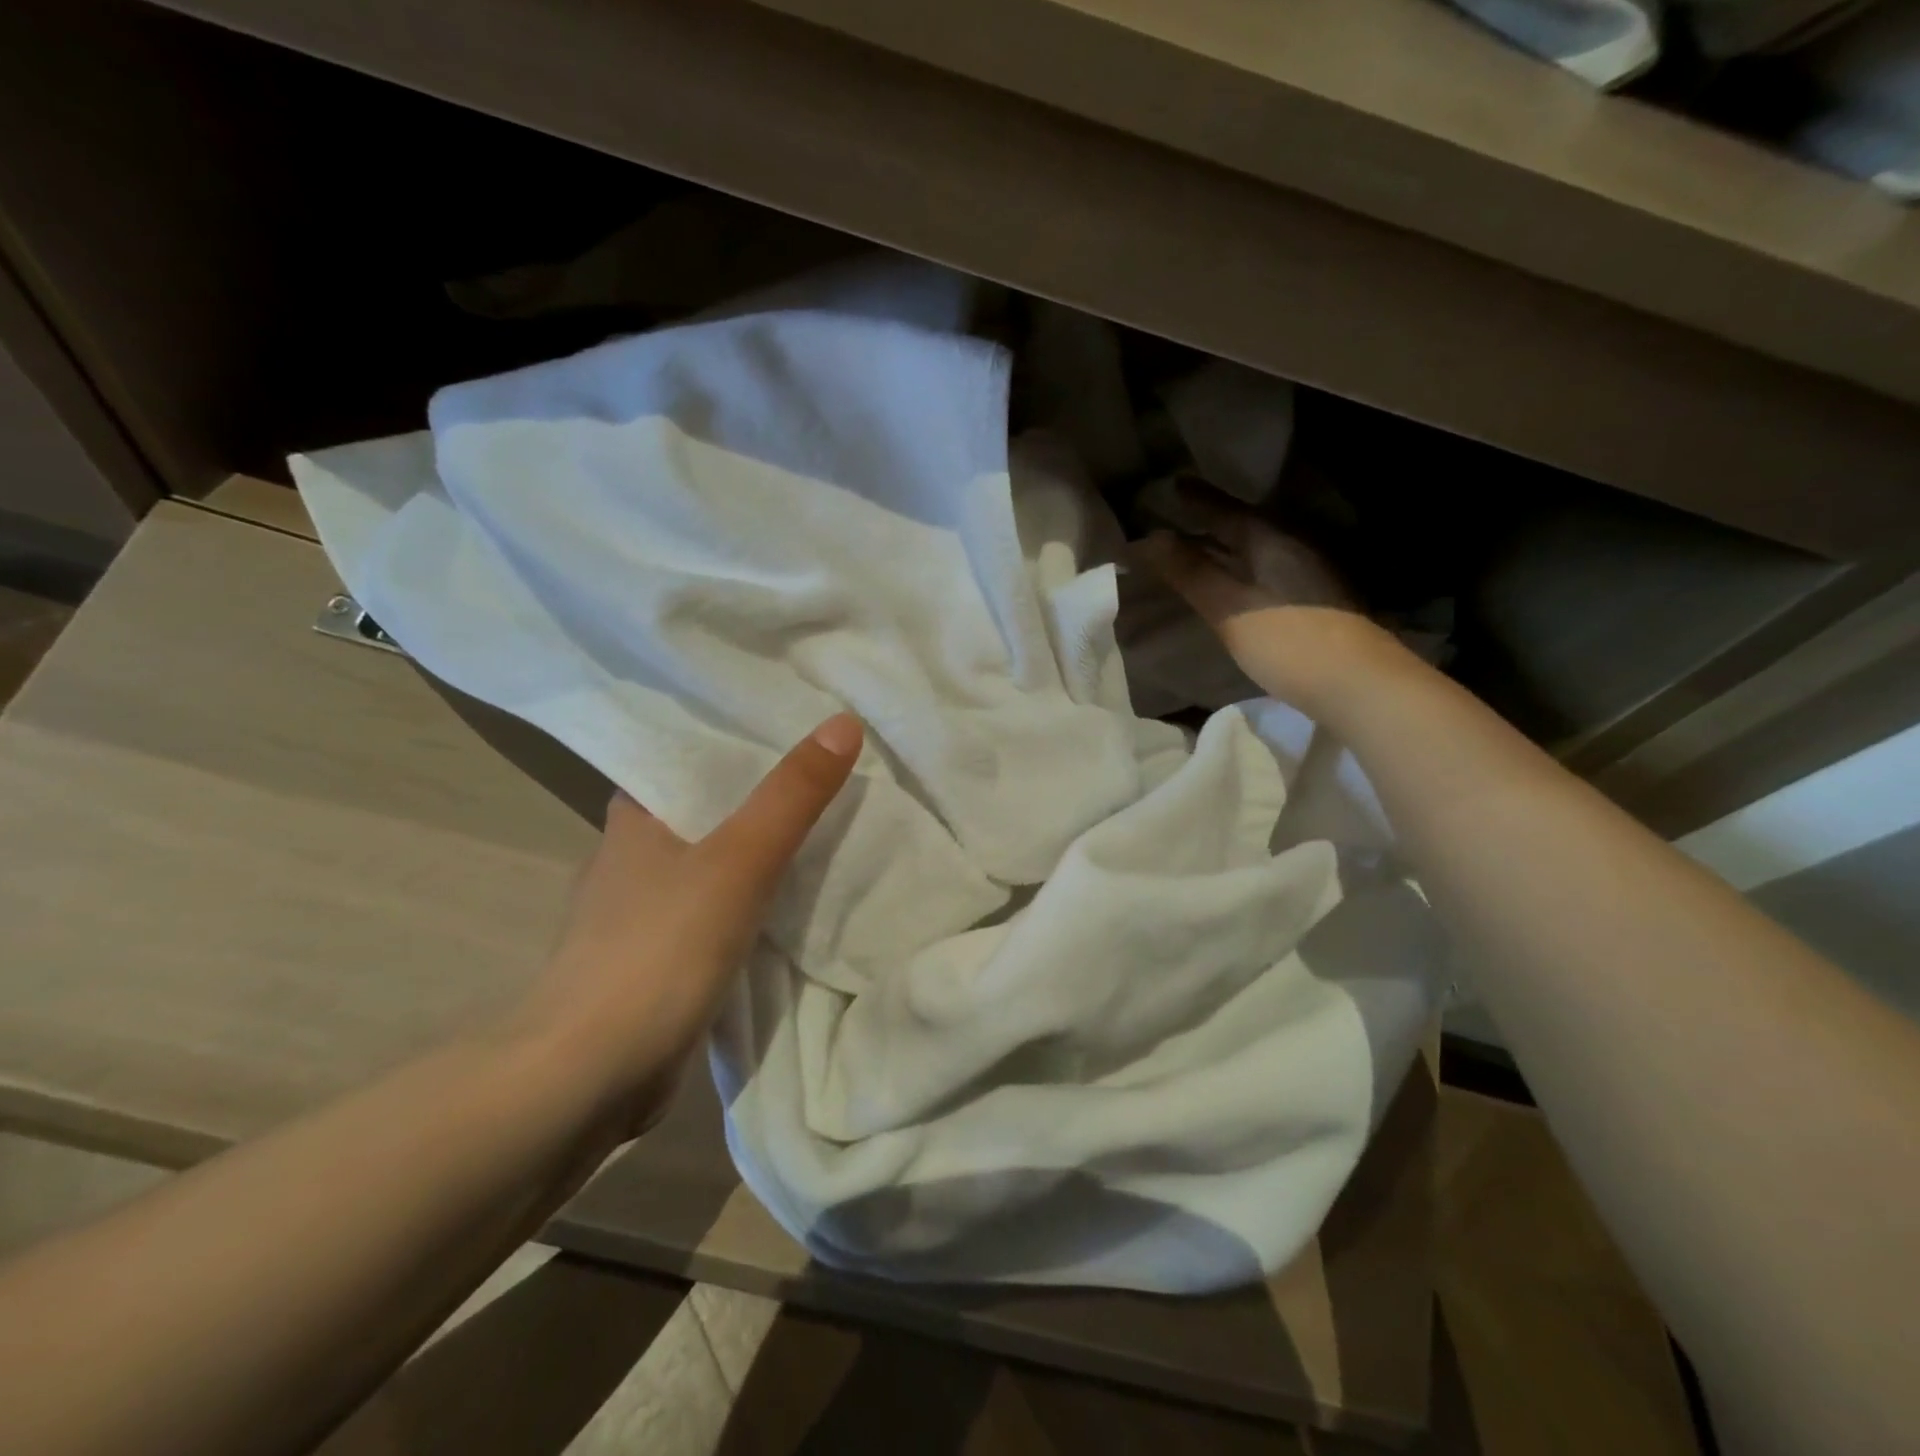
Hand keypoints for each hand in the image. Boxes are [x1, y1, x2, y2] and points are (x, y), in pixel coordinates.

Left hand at [507, 713, 863, 1133]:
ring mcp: (639, 914)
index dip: (743, 740)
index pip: (691, 757)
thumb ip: (793, 794)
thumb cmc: (660, 948)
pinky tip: (790, 903)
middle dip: (762, 797)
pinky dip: (749, 903)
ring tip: (824, 830)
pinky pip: (714, 913)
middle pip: (709, 810)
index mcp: (635, 816)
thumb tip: (845, 721)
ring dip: (758, 853)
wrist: (589, 1076)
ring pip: (712, 864)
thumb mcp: (741, 858)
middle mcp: (630, 856)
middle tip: (829, 776)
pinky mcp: (653, 962)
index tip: (800, 728)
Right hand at [1136, 482, 1390, 705]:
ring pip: (1255, 549)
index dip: (1194, 499)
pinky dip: (1240, 568)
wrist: (1358, 684)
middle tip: (1174, 518)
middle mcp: (1291, 546)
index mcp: (1269, 539)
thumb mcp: (1228, 608)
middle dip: (1207, 521)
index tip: (1168, 486)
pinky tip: (1232, 582)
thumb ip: (1190, 572)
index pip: (1223, 509)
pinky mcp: (1314, 599)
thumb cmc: (1287, 642)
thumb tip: (1151, 538)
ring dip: (1224, 546)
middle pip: (1241, 526)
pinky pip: (1266, 570)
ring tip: (1195, 548)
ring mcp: (1307, 572)